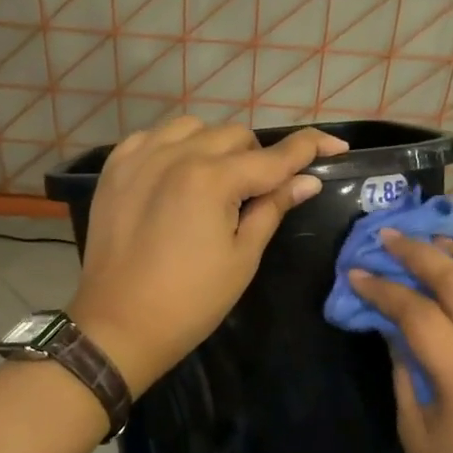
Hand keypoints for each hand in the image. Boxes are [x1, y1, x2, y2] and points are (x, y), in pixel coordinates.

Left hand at [70, 117, 347, 395]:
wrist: (119, 325)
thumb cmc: (191, 301)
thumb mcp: (242, 257)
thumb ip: (272, 208)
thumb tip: (307, 181)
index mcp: (213, 179)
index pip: (274, 155)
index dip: (311, 148)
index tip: (336, 146)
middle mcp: (177, 155)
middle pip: (235, 135)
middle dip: (258, 157)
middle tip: (260, 191)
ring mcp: (141, 157)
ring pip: (194, 128)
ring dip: (216, 146)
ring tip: (217, 180)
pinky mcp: (116, 169)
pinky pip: (154, 136)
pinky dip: (175, 146)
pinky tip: (178, 172)